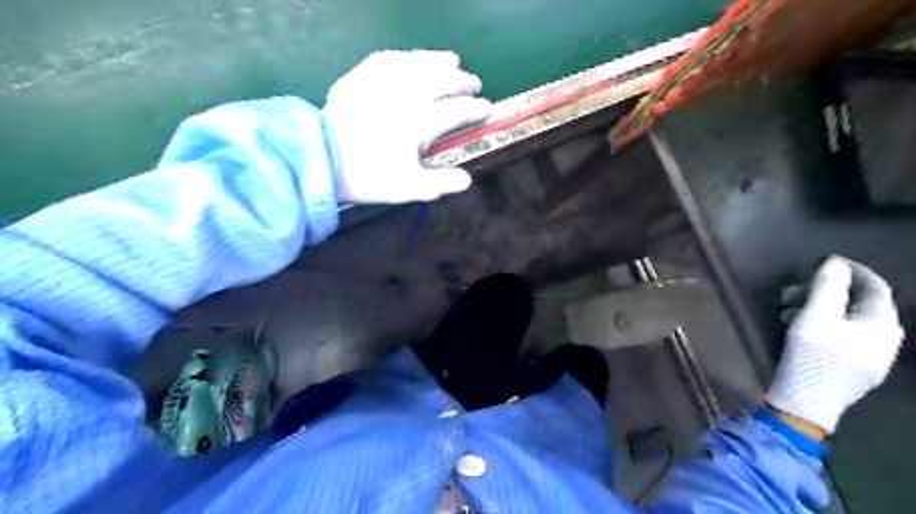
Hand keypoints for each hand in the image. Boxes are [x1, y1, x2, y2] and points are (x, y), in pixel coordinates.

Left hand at [323, 50, 492, 205]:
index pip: (456, 112)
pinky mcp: (361, 77)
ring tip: (452, 60)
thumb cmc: (369, 176)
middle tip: (474, 82)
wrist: (322, 159)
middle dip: (462, 81)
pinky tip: (411, 58)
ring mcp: (382, 83)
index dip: (474, 110)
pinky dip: (405, 57)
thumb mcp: (409, 187)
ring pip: (418, 63)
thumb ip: (441, 183)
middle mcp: (405, 96)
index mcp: (419, 123)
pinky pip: (387, 59)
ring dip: (439, 61)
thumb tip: (467, 179)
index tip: (486, 109)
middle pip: (442, 81)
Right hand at [768, 256, 899, 431]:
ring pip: (846, 319)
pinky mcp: (852, 368)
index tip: (824, 261)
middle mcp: (884, 339)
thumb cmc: (813, 356)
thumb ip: (827, 286)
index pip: (875, 286)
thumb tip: (834, 263)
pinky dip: (819, 323)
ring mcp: (870, 356)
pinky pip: (840, 334)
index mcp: (882, 325)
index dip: (851, 270)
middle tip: (792, 290)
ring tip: (786, 309)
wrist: (807, 403)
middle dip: (824, 291)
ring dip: (817, 307)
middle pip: (857, 303)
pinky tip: (796, 327)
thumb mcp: (815, 316)